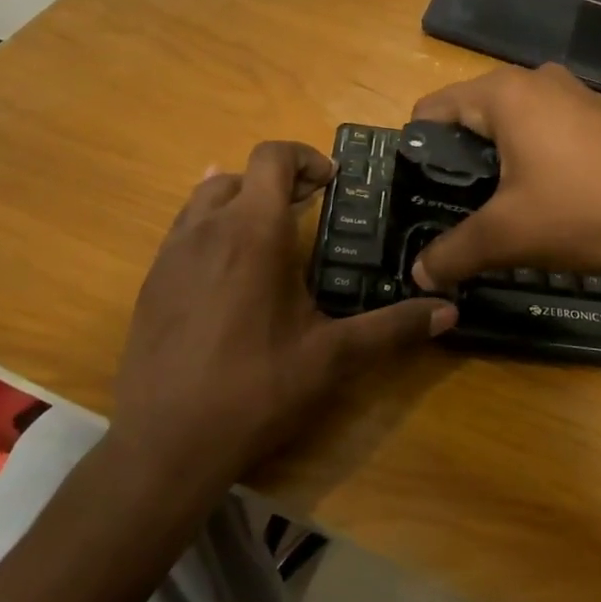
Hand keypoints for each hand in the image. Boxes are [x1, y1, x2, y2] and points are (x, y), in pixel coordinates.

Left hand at [109, 141, 455, 487]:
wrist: (165, 444)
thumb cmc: (255, 389)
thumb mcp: (332, 357)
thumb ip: (392, 327)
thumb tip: (449, 311)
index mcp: (253, 231)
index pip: (272, 157)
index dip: (305, 157)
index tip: (331, 183)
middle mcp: (207, 228)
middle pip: (240, 174)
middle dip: (277, 182)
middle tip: (308, 210)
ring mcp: (172, 254)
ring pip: (205, 199)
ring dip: (240, 202)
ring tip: (269, 234)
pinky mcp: (151, 282)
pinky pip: (182, 231)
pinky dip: (211, 229)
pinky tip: (229, 270)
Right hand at [411, 63, 600, 288]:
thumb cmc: (588, 210)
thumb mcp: (509, 236)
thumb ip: (453, 253)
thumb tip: (418, 275)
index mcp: (503, 93)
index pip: (431, 111)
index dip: (417, 155)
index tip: (420, 199)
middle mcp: (535, 80)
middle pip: (469, 117)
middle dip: (457, 165)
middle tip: (457, 213)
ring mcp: (572, 94)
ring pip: (509, 127)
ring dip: (495, 166)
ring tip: (499, 213)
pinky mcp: (598, 116)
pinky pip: (544, 132)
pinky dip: (530, 161)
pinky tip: (544, 200)